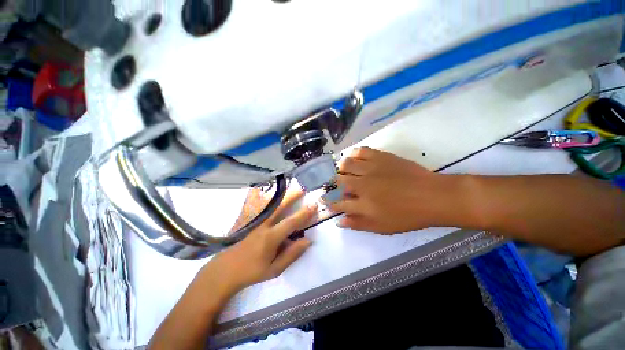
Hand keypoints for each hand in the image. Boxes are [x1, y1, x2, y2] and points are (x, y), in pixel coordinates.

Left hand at [199, 190, 316, 299]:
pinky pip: (253, 203)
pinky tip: (264, 189)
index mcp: (270, 238)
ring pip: (266, 202)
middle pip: (279, 206)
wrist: (225, 270)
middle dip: (292, 196)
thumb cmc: (252, 271)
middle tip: (302, 189)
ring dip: (278, 194)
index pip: (291, 222)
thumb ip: (292, 254)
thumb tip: (308, 240)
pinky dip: (259, 194)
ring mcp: (252, 220)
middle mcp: (262, 225)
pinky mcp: (245, 219)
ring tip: (286, 186)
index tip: (313, 205)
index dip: (304, 213)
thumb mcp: (275, 269)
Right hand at [329, 147, 453, 233]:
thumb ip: (358, 224)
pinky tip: (353, 158)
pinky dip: (353, 153)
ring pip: (346, 164)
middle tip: (334, 184)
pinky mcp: (381, 157)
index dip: (329, 202)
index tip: (324, 200)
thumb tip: (339, 221)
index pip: (338, 202)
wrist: (432, 196)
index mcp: (363, 204)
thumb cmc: (408, 216)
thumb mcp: (382, 227)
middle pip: (338, 181)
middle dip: (332, 183)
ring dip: (340, 168)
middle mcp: (363, 185)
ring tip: (342, 171)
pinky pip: (361, 151)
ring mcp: (371, 169)